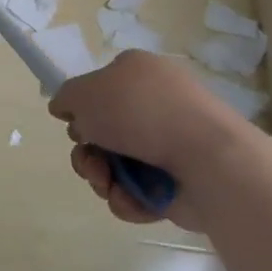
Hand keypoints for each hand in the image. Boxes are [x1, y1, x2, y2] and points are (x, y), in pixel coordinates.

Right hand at [48, 51, 247, 233]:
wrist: (207, 158)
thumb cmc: (141, 112)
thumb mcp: (86, 93)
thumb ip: (66, 98)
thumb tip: (64, 109)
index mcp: (137, 72)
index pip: (101, 88)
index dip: (82, 110)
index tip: (75, 126)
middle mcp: (154, 104)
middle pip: (104, 133)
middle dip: (88, 154)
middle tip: (90, 163)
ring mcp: (169, 144)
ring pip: (117, 165)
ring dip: (102, 178)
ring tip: (108, 184)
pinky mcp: (178, 182)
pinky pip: (139, 191)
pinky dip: (129, 198)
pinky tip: (131, 198)